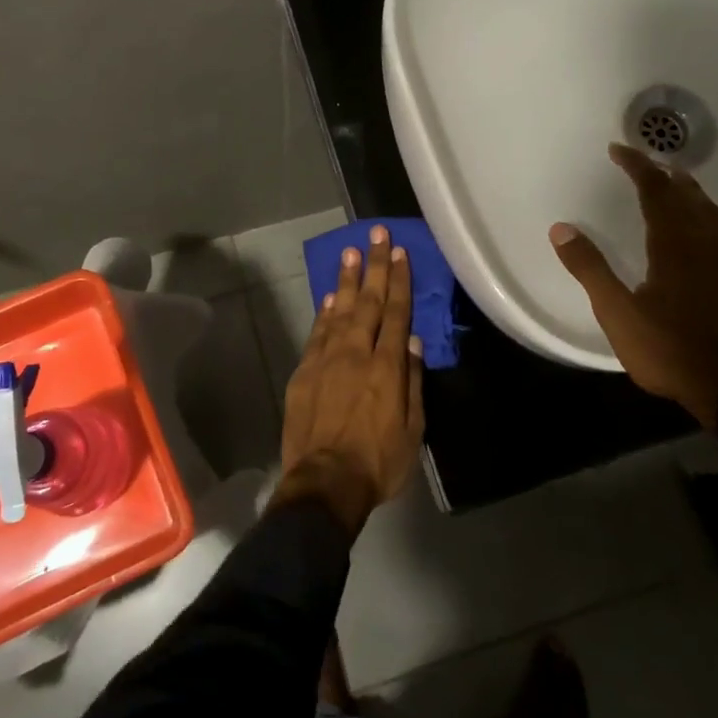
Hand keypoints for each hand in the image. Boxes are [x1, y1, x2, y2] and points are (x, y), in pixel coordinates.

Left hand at [274, 225, 425, 534]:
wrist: (325, 483)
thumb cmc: (377, 462)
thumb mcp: (412, 429)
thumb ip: (412, 381)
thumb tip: (413, 342)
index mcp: (387, 366)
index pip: (396, 313)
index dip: (399, 281)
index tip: (400, 252)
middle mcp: (356, 353)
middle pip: (368, 301)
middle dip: (375, 266)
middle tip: (377, 234)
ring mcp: (326, 359)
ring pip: (339, 310)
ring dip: (347, 279)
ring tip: (352, 252)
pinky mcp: (304, 371)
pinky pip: (317, 332)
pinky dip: (325, 311)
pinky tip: (331, 295)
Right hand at [550, 144, 717, 429]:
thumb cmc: (670, 352)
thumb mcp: (618, 314)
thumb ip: (590, 269)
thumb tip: (561, 228)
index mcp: (672, 247)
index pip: (653, 192)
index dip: (637, 168)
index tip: (619, 150)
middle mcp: (709, 244)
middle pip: (687, 198)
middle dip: (665, 176)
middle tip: (649, 163)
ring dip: (699, 195)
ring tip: (685, 180)